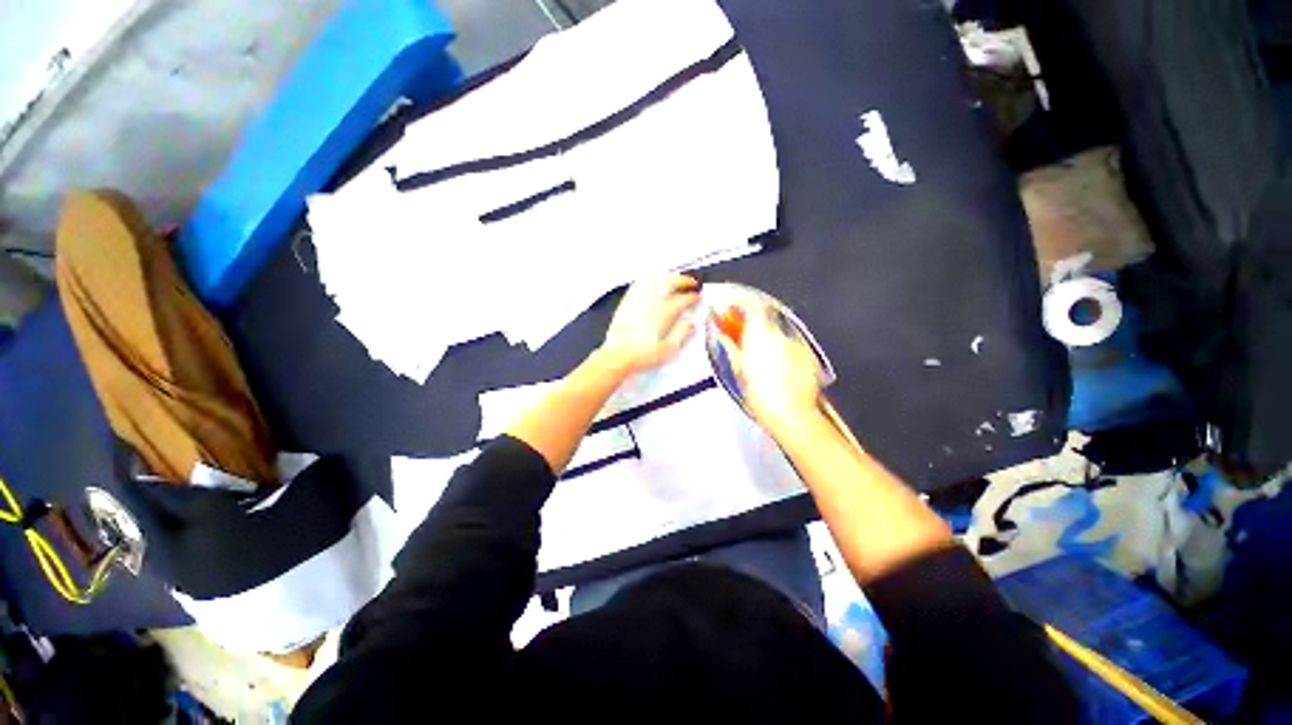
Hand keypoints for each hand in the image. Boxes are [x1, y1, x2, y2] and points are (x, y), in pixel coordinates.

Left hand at [599, 273, 699, 375]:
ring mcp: (638, 299)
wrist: (617, 356)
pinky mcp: (627, 301)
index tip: (698, 298)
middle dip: (683, 280)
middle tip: (691, 283)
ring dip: (667, 275)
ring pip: (654, 278)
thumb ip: (682, 333)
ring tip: (674, 278)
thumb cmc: (644, 355)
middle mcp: (651, 301)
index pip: (683, 299)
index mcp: (664, 313)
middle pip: (669, 282)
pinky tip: (653, 279)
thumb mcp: (669, 349)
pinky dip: (649, 277)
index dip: (693, 297)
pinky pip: (639, 282)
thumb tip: (692, 322)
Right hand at [714, 297, 824, 433]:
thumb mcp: (739, 370)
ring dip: (765, 336)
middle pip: (765, 317)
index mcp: (761, 335)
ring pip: (777, 331)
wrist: (793, 415)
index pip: (752, 304)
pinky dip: (780, 348)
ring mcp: (797, 344)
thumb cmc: (762, 395)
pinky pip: (790, 344)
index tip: (731, 309)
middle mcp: (781, 334)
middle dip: (751, 322)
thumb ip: (730, 347)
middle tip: (739, 334)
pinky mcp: (807, 354)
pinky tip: (775, 365)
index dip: (740, 302)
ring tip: (758, 355)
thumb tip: (721, 335)